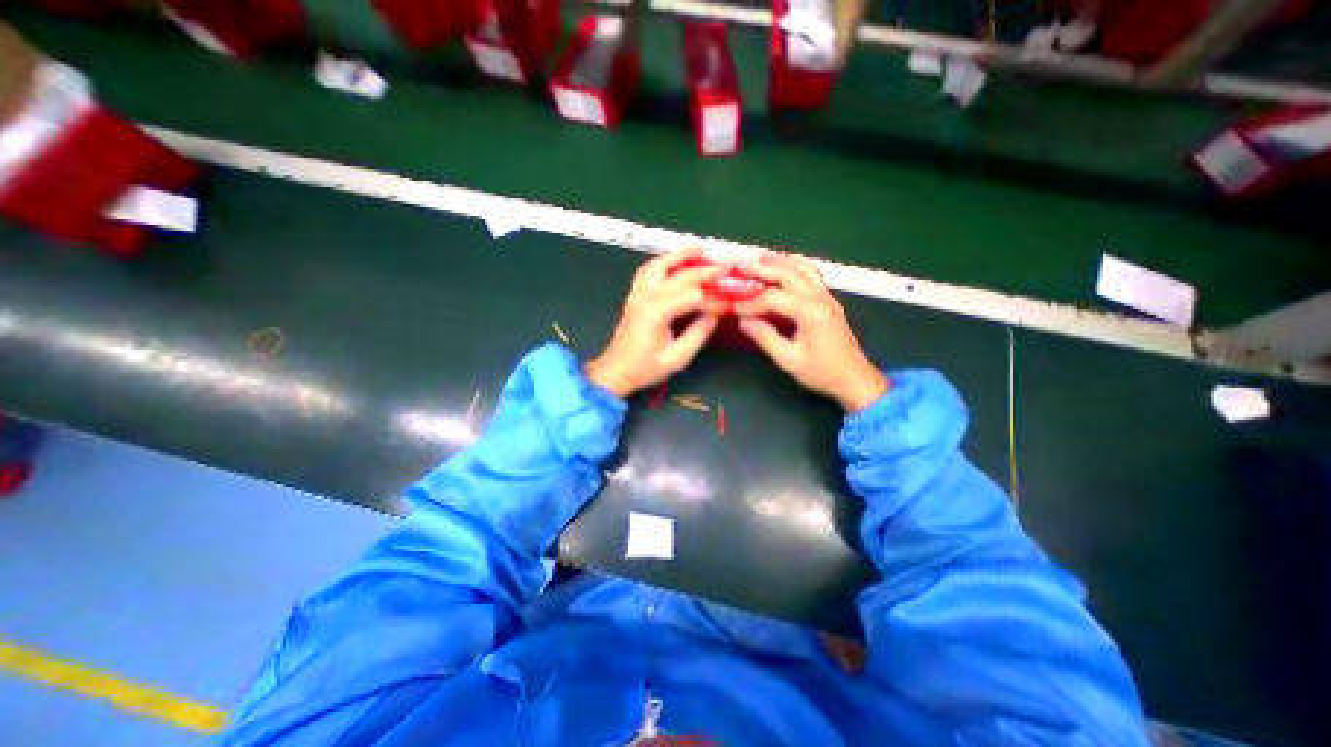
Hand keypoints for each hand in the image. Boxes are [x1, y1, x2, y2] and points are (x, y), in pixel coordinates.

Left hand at [583, 245, 726, 398]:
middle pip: (680, 276)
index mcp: (657, 312)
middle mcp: (646, 297)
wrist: (615, 372)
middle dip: (705, 270)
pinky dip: (663, 262)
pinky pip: (648, 271)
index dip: (713, 299)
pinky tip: (675, 261)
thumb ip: (697, 335)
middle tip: (726, 266)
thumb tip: (714, 315)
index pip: (693, 296)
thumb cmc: (644, 369)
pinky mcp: (634, 296)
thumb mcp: (677, 358)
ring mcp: (637, 294)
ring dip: (680, 255)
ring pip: (659, 265)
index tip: (729, 305)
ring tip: (699, 248)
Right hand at [734, 255, 886, 415]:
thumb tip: (744, 321)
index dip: (750, 302)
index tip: (733, 309)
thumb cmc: (822, 372)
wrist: (854, 378)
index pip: (773, 298)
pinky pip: (811, 273)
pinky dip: (794, 265)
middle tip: (739, 265)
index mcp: (810, 312)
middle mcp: (820, 297)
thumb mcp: (789, 360)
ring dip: (779, 261)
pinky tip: (783, 267)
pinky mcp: (829, 300)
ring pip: (802, 267)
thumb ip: (765, 338)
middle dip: (761, 268)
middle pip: (788, 273)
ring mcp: (827, 296)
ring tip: (758, 259)